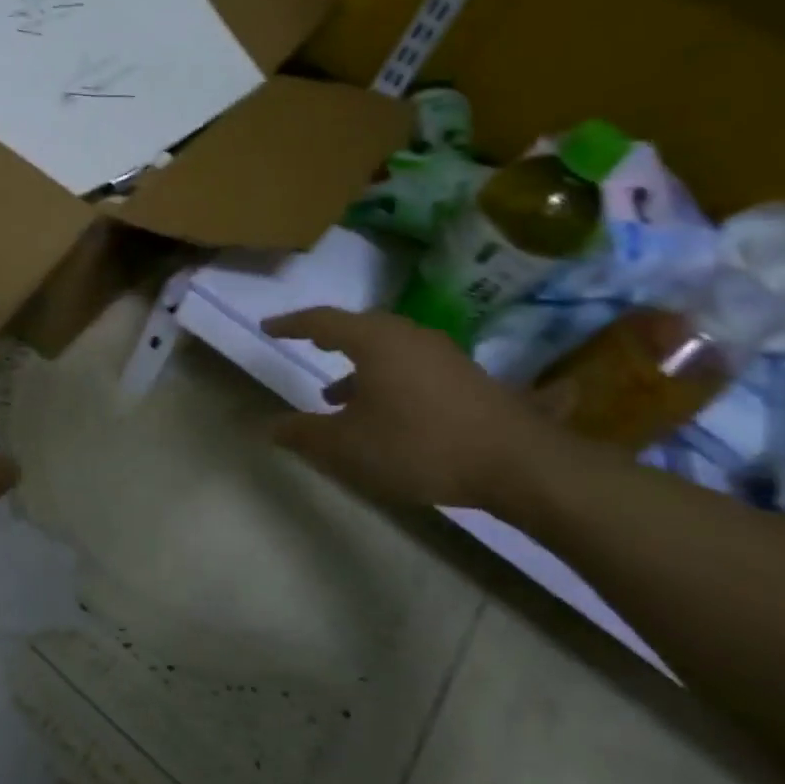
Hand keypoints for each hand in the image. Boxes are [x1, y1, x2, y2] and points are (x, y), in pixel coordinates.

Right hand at [263, 307, 553, 511]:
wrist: (516, 462)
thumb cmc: (418, 444)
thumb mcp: (348, 446)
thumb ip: (305, 434)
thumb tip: (271, 426)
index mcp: (375, 341)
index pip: (322, 321)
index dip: (291, 324)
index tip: (268, 327)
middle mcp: (409, 336)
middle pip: (360, 329)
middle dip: (330, 340)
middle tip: (309, 347)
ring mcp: (443, 354)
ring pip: (388, 350)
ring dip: (359, 368)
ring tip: (338, 398)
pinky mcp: (467, 377)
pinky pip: (413, 367)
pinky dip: (388, 380)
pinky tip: (388, 413)